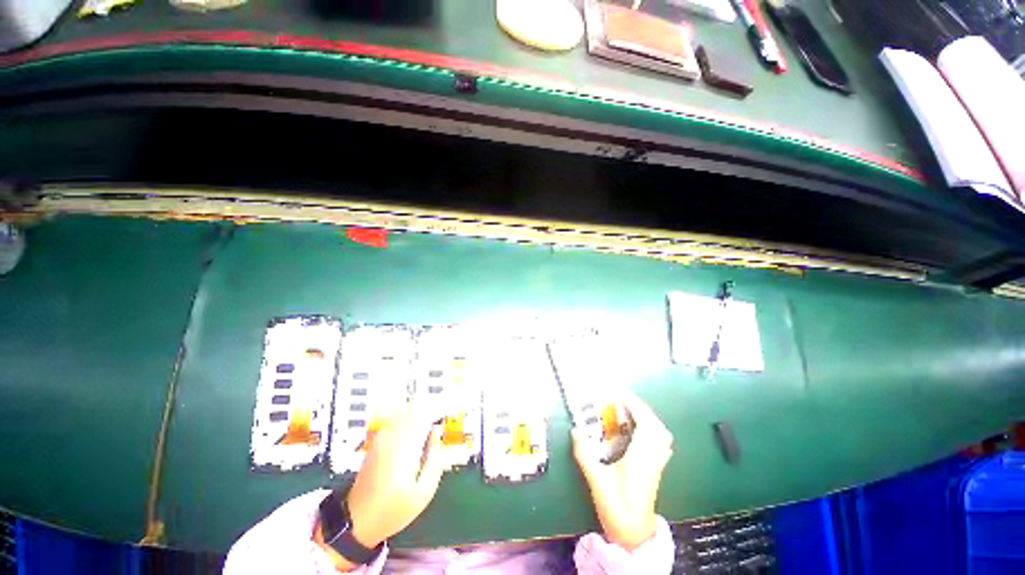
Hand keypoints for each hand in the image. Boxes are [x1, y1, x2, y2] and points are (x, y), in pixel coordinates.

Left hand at [314, 402, 448, 570]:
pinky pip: (395, 418)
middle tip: (446, 407)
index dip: (440, 408)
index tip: (452, 407)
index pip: (425, 416)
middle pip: (414, 409)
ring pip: (404, 411)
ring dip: (421, 408)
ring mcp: (382, 439)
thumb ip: (435, 461)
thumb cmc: (393, 510)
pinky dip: (409, 414)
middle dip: (432, 405)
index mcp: (405, 450)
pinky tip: (417, 421)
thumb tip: (437, 434)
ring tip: (435, 412)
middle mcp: (392, 438)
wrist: (356, 521)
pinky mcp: (377, 442)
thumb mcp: (423, 493)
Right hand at [572, 393, 673, 550]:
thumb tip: (575, 430)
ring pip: (661, 434)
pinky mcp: (657, 469)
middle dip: (641, 409)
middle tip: (622, 403)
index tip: (620, 395)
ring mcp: (658, 464)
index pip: (645, 424)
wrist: (634, 535)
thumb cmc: (617, 507)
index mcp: (641, 457)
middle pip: (656, 426)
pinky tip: (639, 431)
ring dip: (648, 419)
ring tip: (630, 413)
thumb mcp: (596, 480)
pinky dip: (652, 430)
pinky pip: (661, 443)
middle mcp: (653, 457)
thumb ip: (585, 454)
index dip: (635, 406)